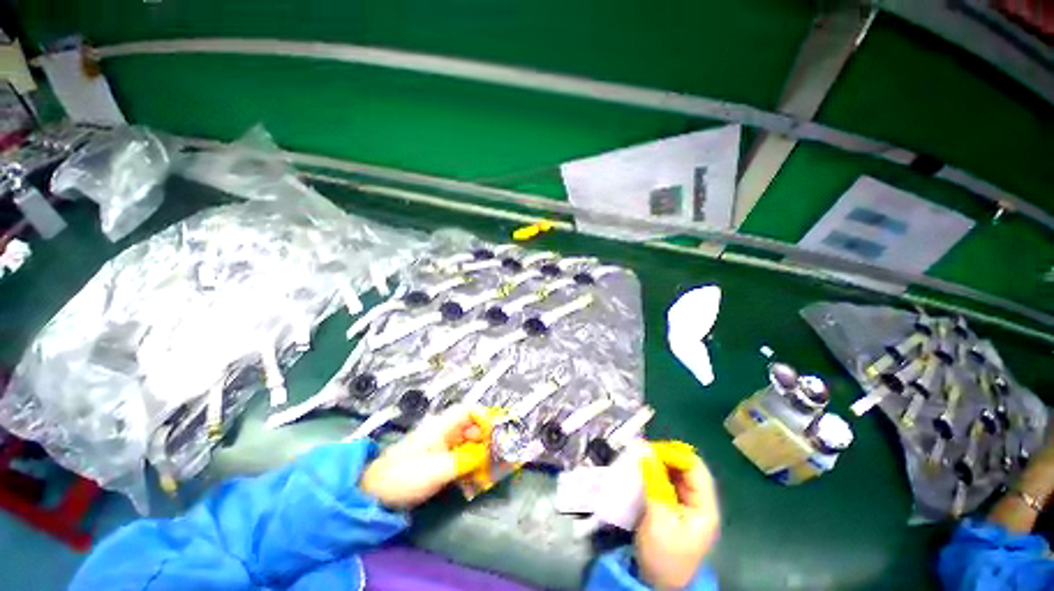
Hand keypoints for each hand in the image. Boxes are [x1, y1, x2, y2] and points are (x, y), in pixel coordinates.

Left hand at [359, 405, 490, 508]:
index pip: (468, 410)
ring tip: (490, 468)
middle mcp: (442, 431)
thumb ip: (467, 460)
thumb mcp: (439, 469)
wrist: (374, 494)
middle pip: (470, 426)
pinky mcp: (435, 460)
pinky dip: (468, 464)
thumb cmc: (407, 475)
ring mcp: (438, 446)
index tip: (498, 432)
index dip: (485, 417)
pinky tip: (475, 478)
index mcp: (442, 426)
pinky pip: (458, 456)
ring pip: (466, 442)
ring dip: (478, 453)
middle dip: (485, 438)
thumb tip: (490, 455)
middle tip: (498, 454)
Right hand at [635, 441, 719, 589]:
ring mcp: (688, 505)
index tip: (650, 449)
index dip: (674, 454)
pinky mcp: (676, 507)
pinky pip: (668, 482)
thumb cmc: (663, 554)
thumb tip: (646, 451)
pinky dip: (656, 473)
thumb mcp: (658, 518)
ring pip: (677, 473)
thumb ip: (654, 483)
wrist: (658, 584)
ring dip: (659, 463)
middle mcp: (700, 502)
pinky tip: (643, 471)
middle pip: (687, 468)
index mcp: (704, 507)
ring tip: (640, 459)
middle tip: (642, 452)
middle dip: (665, 457)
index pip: (695, 468)